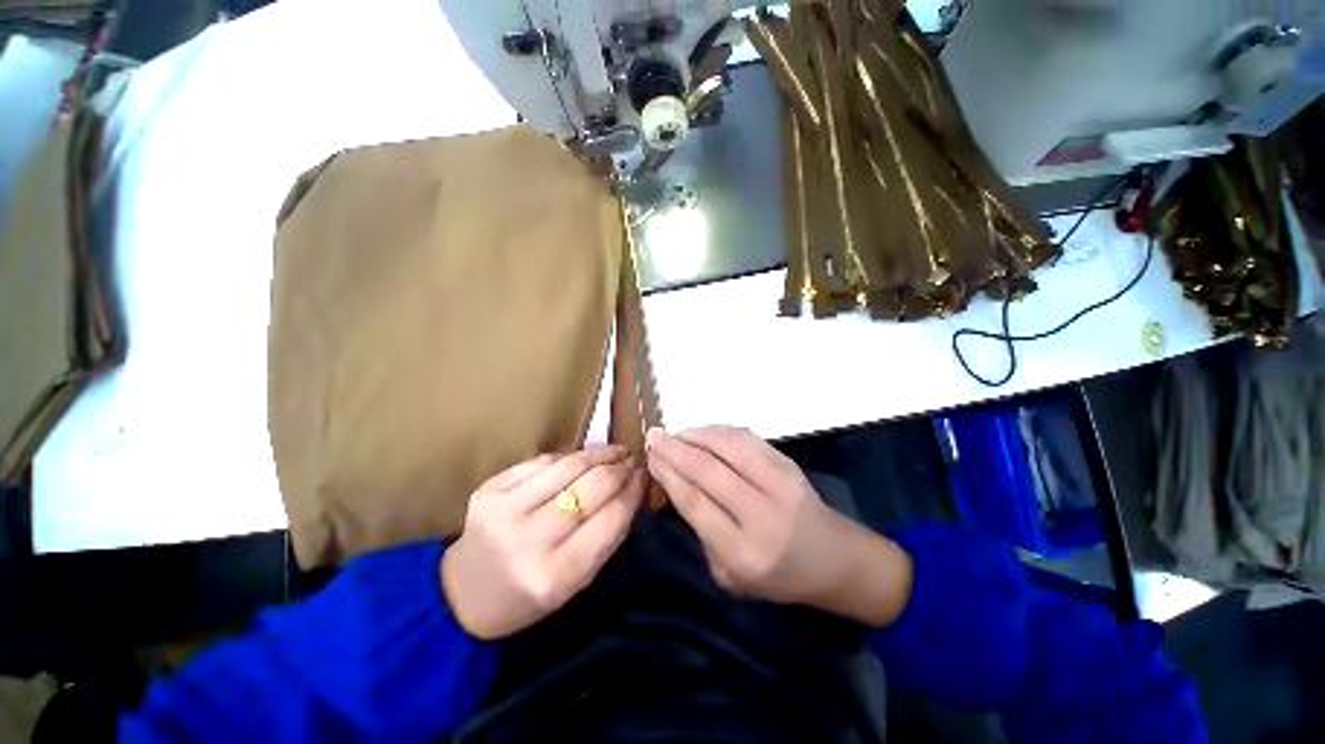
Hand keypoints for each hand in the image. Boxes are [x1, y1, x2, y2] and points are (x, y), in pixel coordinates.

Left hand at [441, 446, 643, 639]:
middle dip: (619, 468)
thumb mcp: (574, 585)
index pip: (609, 520)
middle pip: (591, 487)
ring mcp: (504, 510)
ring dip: (599, 453)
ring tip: (615, 451)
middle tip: (633, 459)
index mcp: (554, 576)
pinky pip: (541, 461)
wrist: (461, 596)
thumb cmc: (526, 599)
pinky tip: (581, 458)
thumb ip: (605, 538)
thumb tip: (632, 491)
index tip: (645, 476)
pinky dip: (568, 457)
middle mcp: (528, 540)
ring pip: (568, 466)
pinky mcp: (488, 489)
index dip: (633, 491)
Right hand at [646, 427, 911, 626]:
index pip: (695, 503)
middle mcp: (762, 515)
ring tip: (677, 434)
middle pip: (708, 470)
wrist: (834, 560)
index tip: (650, 457)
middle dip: (675, 449)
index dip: (668, 474)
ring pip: (729, 446)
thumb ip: (702, 533)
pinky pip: (748, 439)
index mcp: (744, 553)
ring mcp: (781, 485)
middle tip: (654, 436)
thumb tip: (678, 484)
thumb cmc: (777, 576)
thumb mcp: (729, 576)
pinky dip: (720, 431)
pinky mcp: (790, 465)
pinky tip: (705, 433)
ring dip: (697, 434)